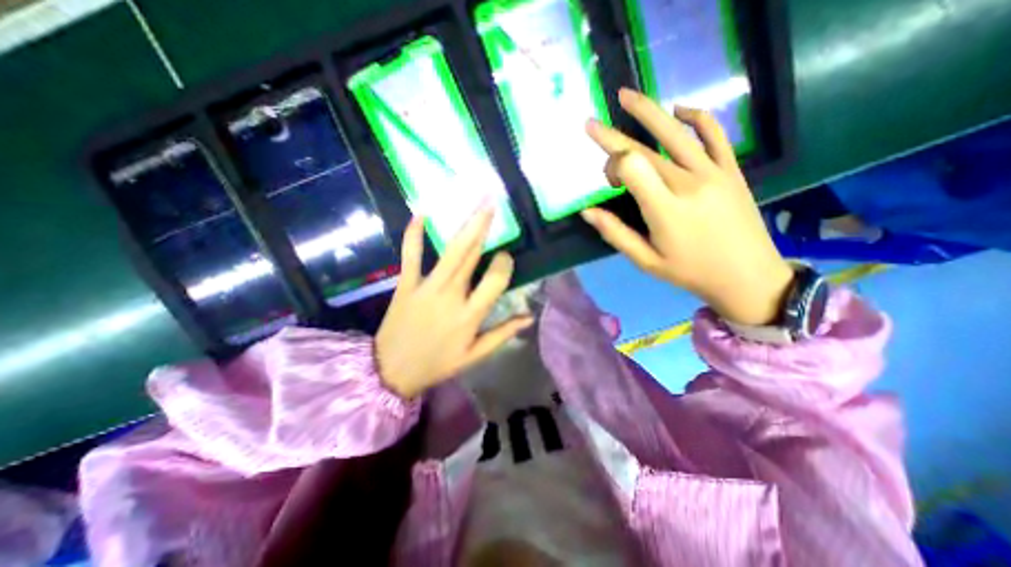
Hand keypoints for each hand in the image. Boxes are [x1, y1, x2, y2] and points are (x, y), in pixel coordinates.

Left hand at [375, 208, 530, 397]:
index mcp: (470, 315)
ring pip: (451, 251)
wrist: (391, 370)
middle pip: (472, 256)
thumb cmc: (438, 363)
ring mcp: (427, 287)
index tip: (506, 256)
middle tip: (493, 203)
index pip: (496, 280)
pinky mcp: (406, 283)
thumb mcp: (475, 355)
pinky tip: (420, 214)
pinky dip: (414, 234)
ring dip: (465, 225)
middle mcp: (451, 295)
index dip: (504, 263)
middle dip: (484, 227)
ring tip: (477, 204)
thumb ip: (503, 333)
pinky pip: (411, 255)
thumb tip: (529, 317)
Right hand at [582, 87, 792, 324]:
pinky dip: (696, 117)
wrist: (747, 276)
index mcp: (665, 209)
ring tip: (626, 96)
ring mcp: (714, 172)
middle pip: (644, 149)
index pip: (631, 167)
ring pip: (675, 132)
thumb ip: (615, 233)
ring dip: (648, 111)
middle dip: (613, 136)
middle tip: (590, 123)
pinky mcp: (731, 169)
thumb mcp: (646, 260)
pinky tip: (679, 110)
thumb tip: (586, 212)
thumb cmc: (689, 272)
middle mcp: (688, 183)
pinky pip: (714, 134)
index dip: (612, 166)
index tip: (609, 182)